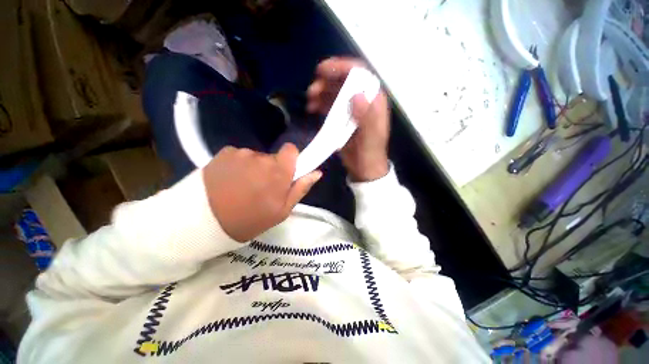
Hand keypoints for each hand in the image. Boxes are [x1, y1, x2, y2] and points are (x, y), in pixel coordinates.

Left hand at [203, 143, 321, 241]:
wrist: (203, 222)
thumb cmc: (249, 220)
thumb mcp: (281, 211)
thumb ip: (300, 188)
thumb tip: (317, 172)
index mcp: (278, 171)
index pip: (291, 150)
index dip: (291, 159)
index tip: (285, 172)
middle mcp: (260, 157)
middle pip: (273, 157)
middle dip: (271, 170)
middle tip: (261, 189)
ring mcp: (240, 153)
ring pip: (255, 158)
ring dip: (253, 169)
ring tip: (242, 187)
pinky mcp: (223, 153)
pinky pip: (239, 157)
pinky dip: (238, 166)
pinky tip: (228, 182)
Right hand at [307, 57, 389, 181]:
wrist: (365, 170)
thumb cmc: (370, 155)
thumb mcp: (371, 139)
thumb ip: (367, 118)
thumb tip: (356, 95)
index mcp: (374, 102)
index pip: (361, 75)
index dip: (342, 68)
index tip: (322, 70)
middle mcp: (363, 102)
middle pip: (345, 82)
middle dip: (327, 81)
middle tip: (312, 90)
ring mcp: (351, 110)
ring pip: (336, 92)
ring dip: (322, 92)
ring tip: (309, 99)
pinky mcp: (343, 119)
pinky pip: (331, 106)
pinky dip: (321, 104)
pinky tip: (312, 107)